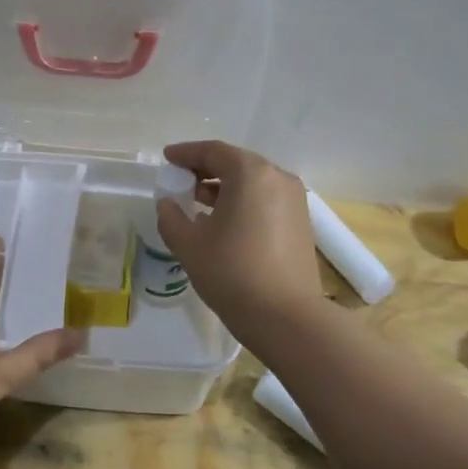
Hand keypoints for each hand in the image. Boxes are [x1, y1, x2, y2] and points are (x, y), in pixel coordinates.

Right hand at [155, 141, 324, 333]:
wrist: (286, 316)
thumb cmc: (232, 273)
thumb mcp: (188, 245)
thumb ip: (171, 217)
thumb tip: (168, 204)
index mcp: (250, 174)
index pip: (213, 151)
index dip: (186, 153)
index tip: (167, 159)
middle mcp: (277, 178)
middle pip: (235, 163)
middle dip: (205, 169)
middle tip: (180, 180)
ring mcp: (294, 200)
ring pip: (252, 182)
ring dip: (224, 186)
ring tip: (198, 202)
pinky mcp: (300, 222)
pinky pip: (265, 199)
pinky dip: (242, 201)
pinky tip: (224, 221)